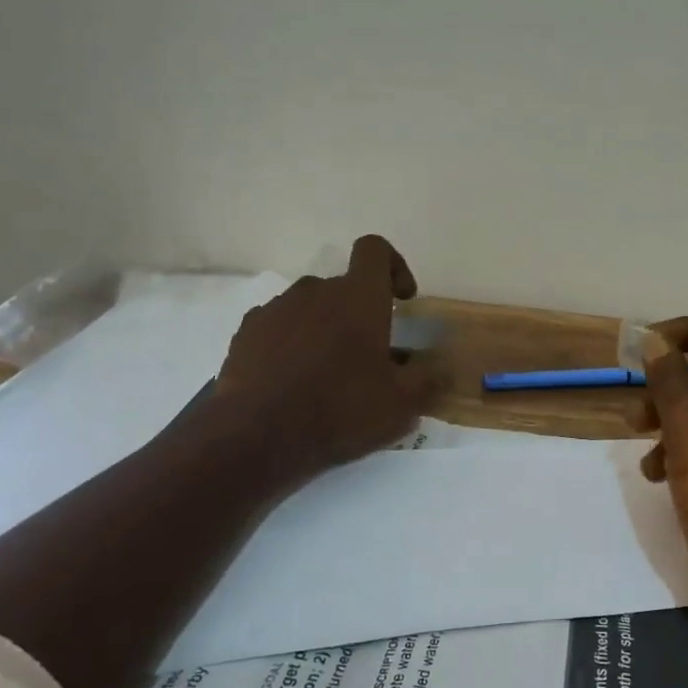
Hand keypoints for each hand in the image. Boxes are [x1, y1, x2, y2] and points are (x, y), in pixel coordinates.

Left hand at [209, 235, 432, 481]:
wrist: (256, 437)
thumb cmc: (340, 411)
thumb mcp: (402, 405)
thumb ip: (428, 379)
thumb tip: (440, 367)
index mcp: (358, 298)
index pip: (375, 250)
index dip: (393, 266)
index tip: (401, 301)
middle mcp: (315, 291)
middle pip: (344, 286)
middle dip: (359, 314)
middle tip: (367, 358)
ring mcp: (276, 310)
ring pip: (310, 307)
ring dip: (324, 329)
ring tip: (327, 374)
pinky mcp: (246, 333)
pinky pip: (279, 327)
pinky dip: (291, 344)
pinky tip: (292, 381)